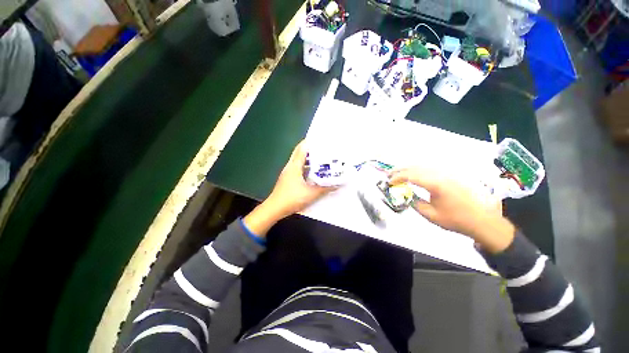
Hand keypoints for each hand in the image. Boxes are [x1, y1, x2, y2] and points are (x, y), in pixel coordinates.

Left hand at [243, 141, 333, 235]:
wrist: (275, 208)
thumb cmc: (292, 198)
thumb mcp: (311, 194)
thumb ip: (325, 189)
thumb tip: (337, 185)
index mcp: (294, 166)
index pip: (301, 149)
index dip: (309, 142)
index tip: (320, 140)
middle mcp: (290, 166)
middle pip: (299, 153)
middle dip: (310, 149)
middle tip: (322, 149)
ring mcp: (287, 172)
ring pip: (298, 161)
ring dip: (308, 159)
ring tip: (320, 159)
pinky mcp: (287, 179)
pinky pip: (297, 168)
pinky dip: (305, 167)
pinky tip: (312, 173)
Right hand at [389, 167, 514, 253]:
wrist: (482, 220)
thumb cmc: (456, 219)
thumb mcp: (430, 215)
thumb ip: (415, 203)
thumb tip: (406, 195)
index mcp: (436, 184)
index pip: (412, 176)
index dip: (398, 177)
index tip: (389, 182)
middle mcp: (441, 175)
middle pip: (416, 167)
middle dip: (400, 170)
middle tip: (389, 175)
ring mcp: (447, 174)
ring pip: (423, 166)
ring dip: (409, 168)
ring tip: (398, 173)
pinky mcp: (451, 176)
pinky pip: (431, 168)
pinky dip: (418, 169)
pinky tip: (414, 174)